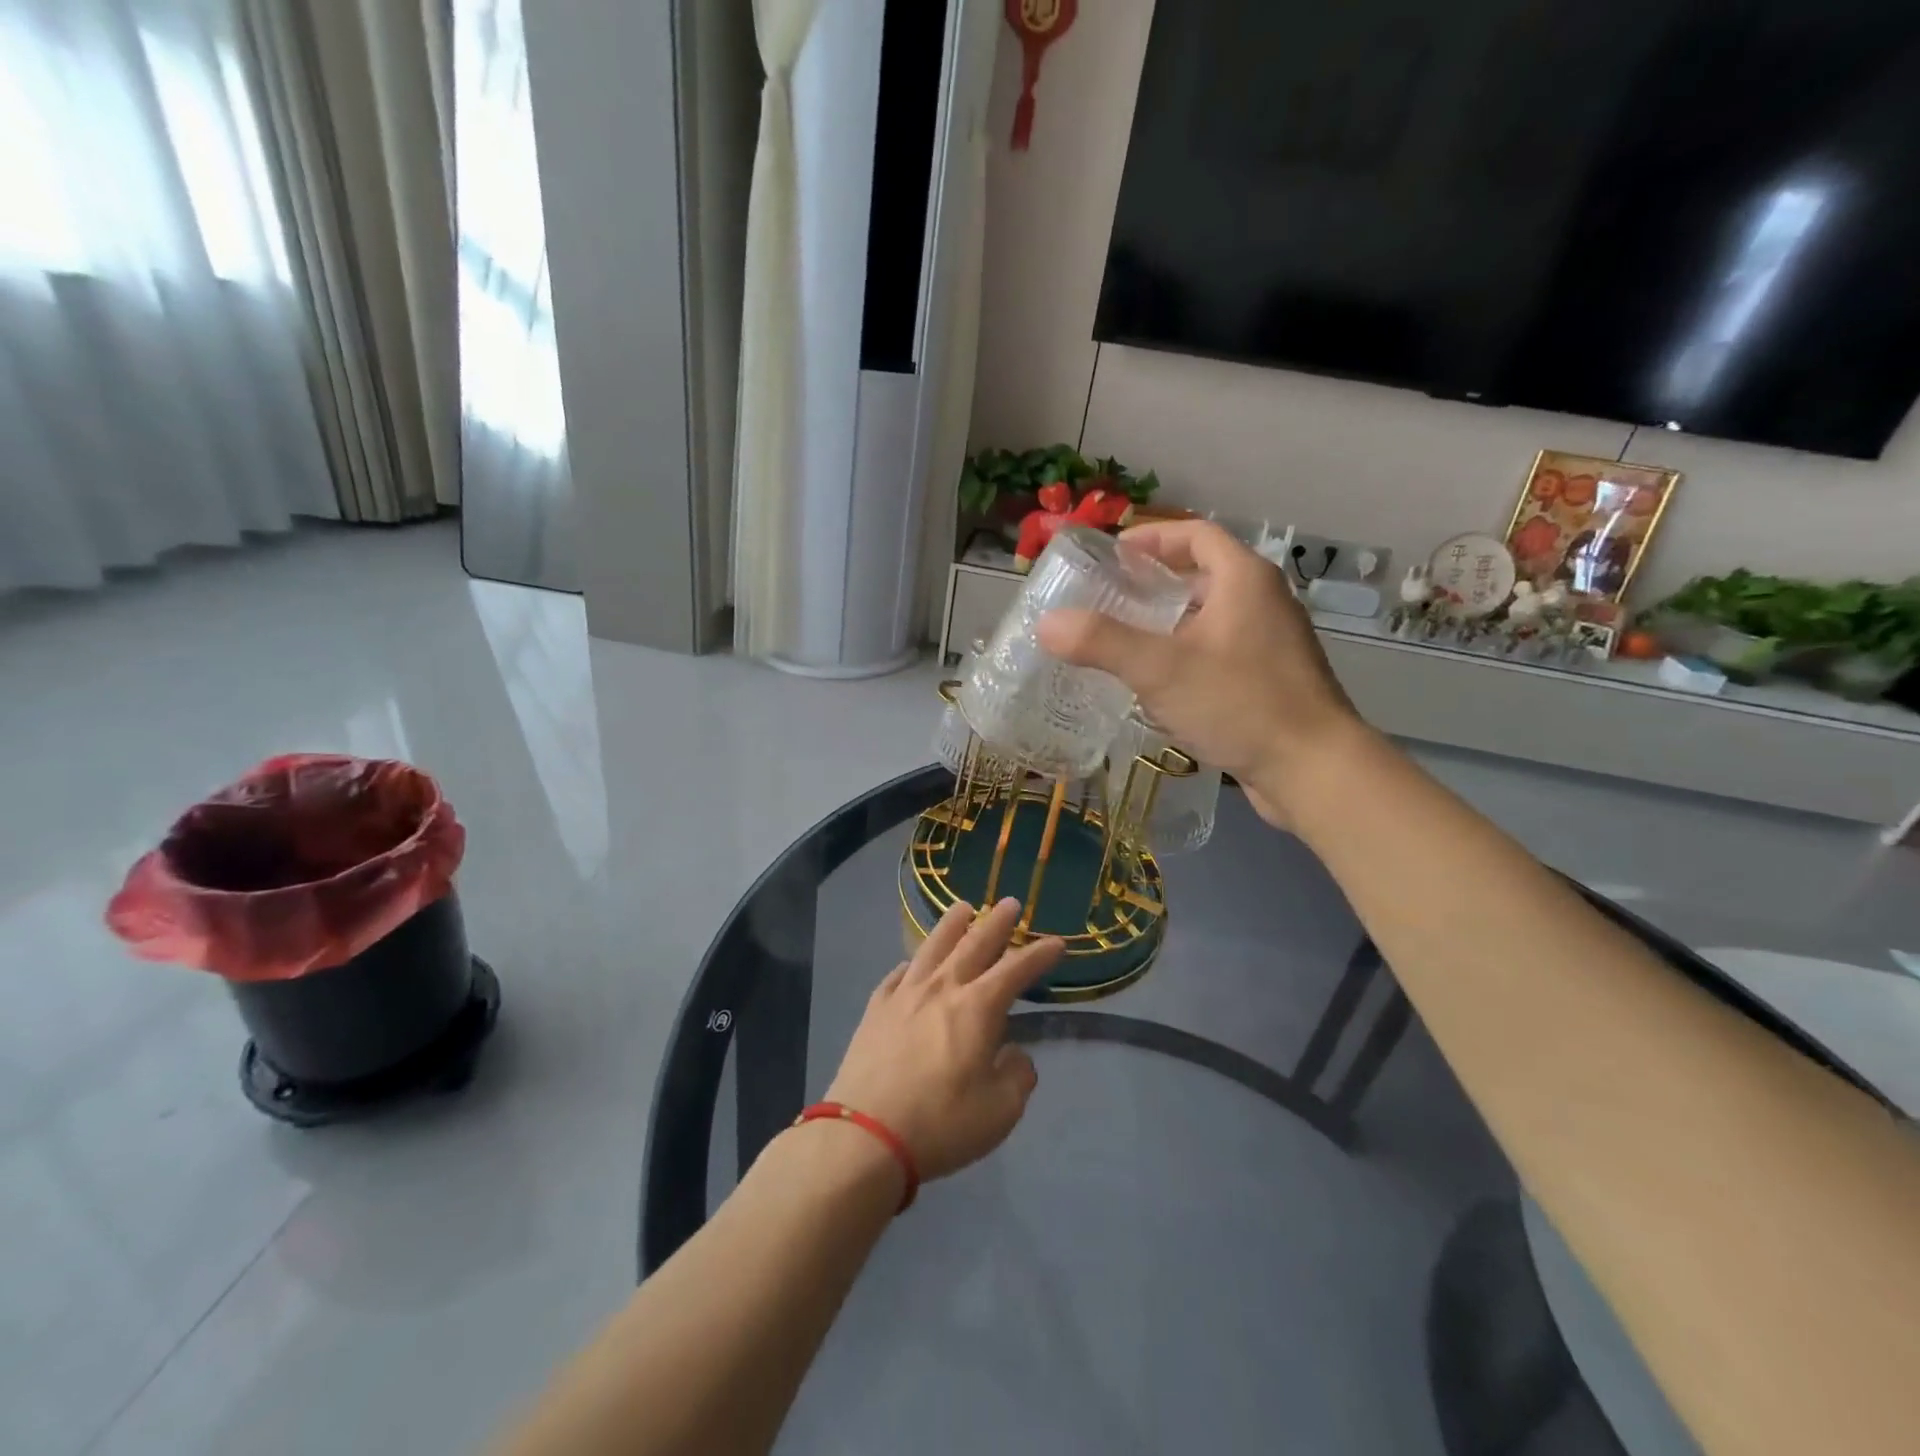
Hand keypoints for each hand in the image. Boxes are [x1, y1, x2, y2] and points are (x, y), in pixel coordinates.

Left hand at [824, 899, 1061, 1182]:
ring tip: (963, 908)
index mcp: (978, 1008)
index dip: (1039, 954)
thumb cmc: (942, 1123)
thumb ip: (1016, 1076)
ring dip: (952, 925)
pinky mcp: (876, 1009)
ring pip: (933, 947)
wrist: (865, 1135)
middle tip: (1009, 903)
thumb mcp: (1000, 1111)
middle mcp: (942, 988)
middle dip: (996, 923)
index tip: (1056, 942)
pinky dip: (912, 963)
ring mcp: (905, 995)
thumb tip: (1014, 1054)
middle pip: (974, 944)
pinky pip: (898, 974)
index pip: (1016, 970)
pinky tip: (913, 963)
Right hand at [1037, 519, 1363, 827]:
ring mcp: (1271, 642)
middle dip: (1154, 583)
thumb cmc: (1240, 704)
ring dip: (1168, 622)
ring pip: (1210, 617)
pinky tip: (1158, 685)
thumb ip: (1101, 642)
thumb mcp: (1161, 669)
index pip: (1195, 534)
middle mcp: (1263, 601)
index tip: (1112, 556)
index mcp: (1244, 579)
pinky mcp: (1270, 679)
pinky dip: (1186, 654)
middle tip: (1107, 600)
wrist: (1313, 770)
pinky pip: (1219, 651)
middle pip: (1202, 574)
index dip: (1152, 538)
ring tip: (1123, 641)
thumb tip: (1046, 623)